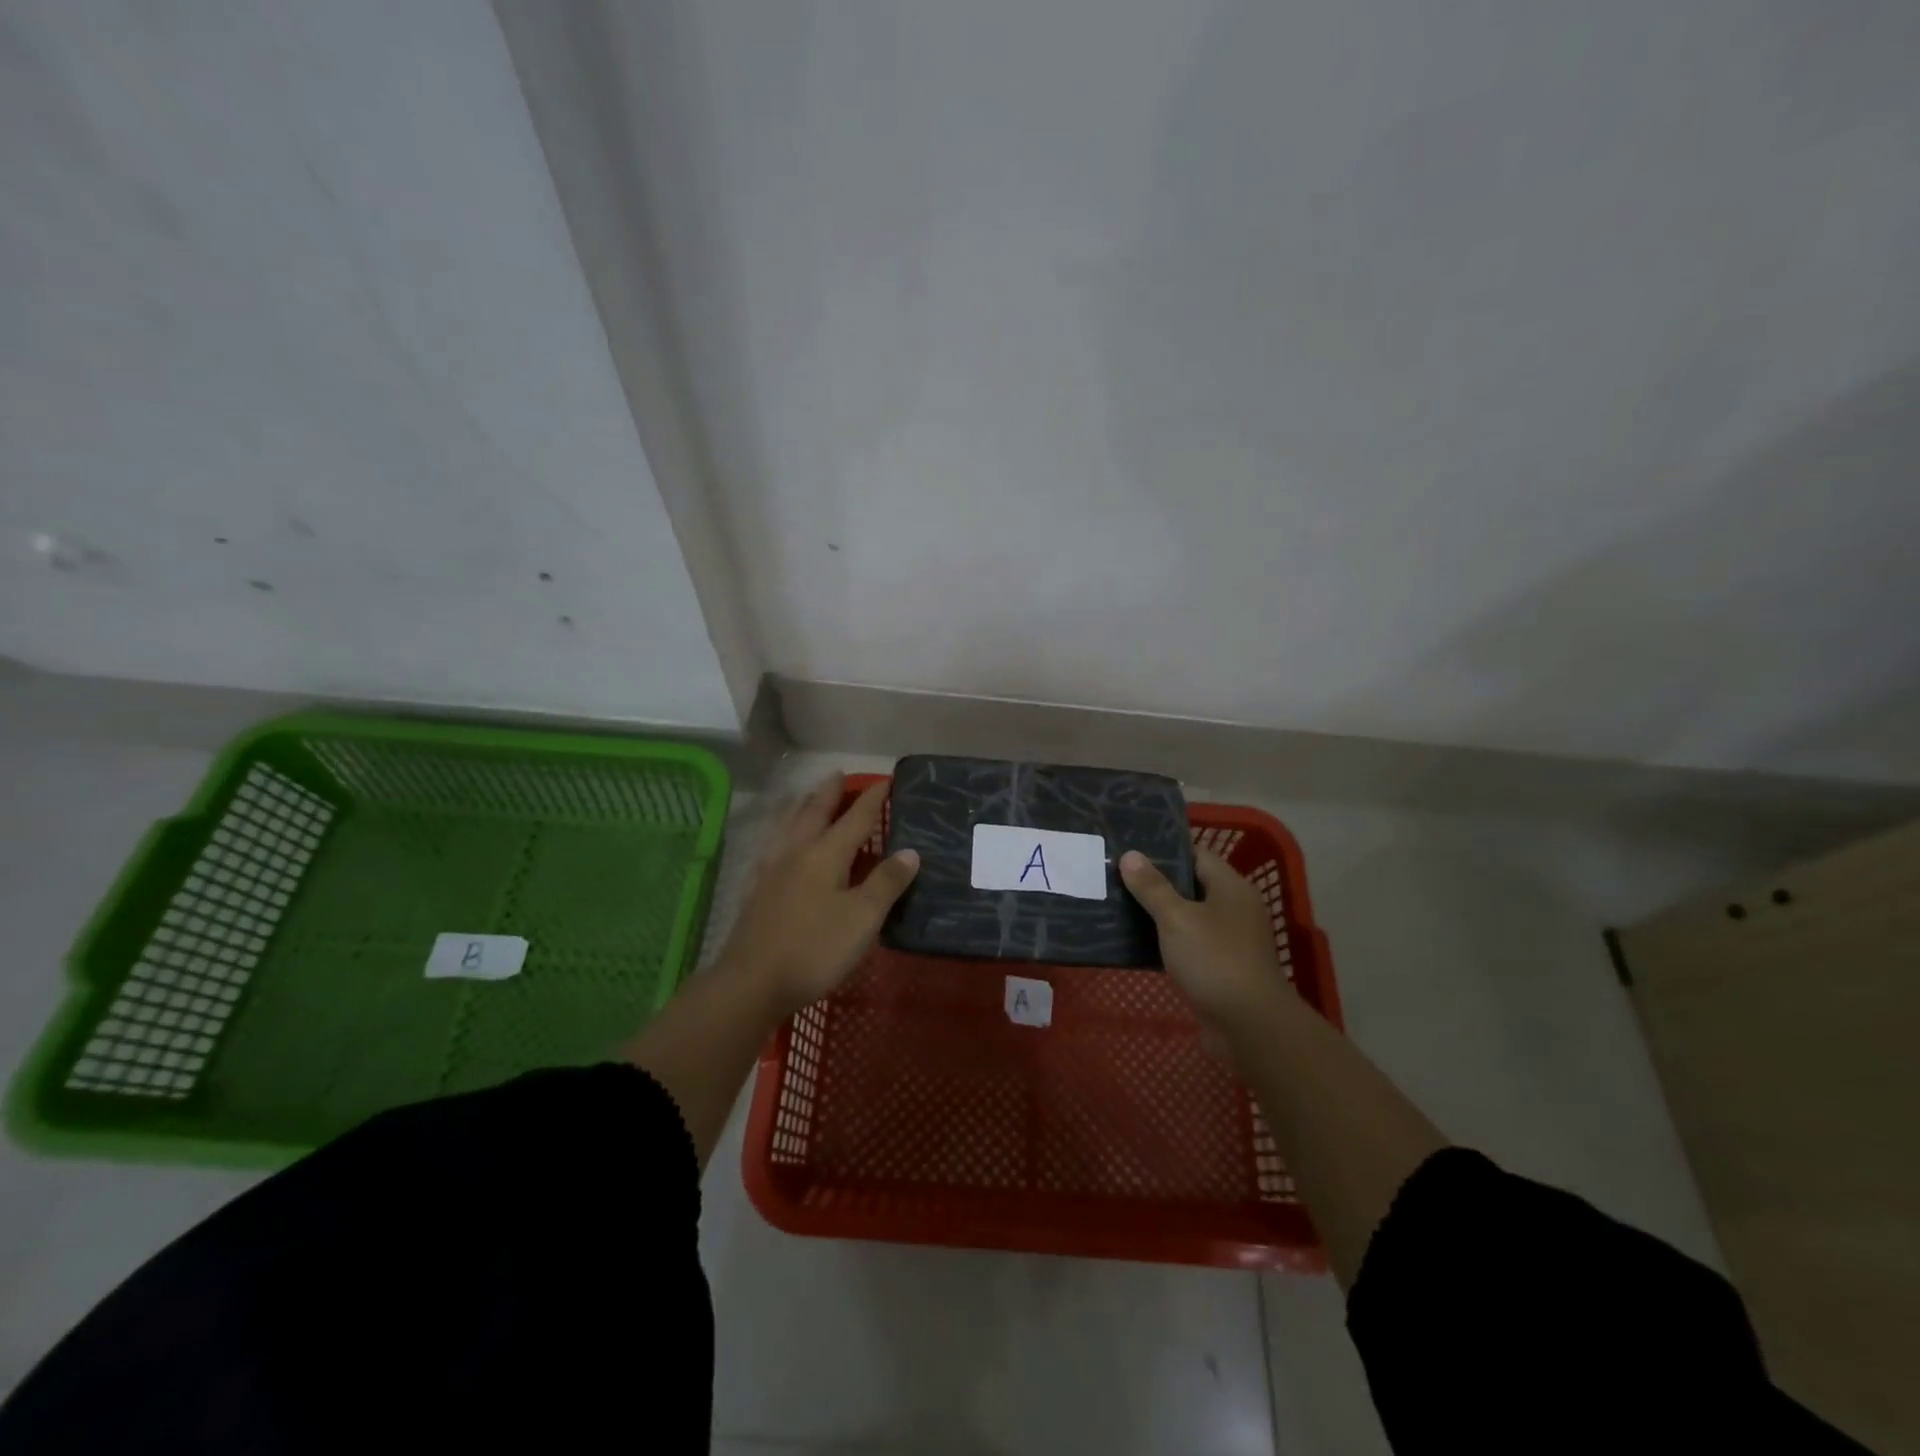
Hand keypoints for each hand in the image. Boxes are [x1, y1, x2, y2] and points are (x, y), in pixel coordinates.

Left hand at [717, 773, 919, 1015]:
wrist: (751, 982)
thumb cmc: (815, 949)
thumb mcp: (863, 918)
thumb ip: (887, 882)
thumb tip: (910, 851)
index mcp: (825, 854)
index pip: (855, 818)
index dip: (872, 799)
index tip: (884, 780)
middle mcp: (796, 852)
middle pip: (814, 813)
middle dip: (830, 793)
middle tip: (839, 775)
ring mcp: (771, 870)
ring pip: (788, 826)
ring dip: (802, 807)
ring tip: (807, 797)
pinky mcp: (756, 890)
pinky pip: (771, 846)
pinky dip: (781, 832)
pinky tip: (777, 843)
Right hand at [1120, 847, 1283, 1025]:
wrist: (1249, 1026)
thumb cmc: (1215, 960)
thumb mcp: (1177, 918)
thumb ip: (1152, 887)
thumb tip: (1131, 855)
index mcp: (1231, 887)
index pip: (1196, 855)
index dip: (1164, 850)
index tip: (1130, 846)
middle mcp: (1233, 909)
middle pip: (1190, 886)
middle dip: (1155, 882)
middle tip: (1116, 874)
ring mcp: (1228, 940)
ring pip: (1186, 917)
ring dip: (1157, 914)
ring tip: (1117, 904)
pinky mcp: (1218, 968)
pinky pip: (1186, 945)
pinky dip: (1164, 941)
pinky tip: (1133, 941)